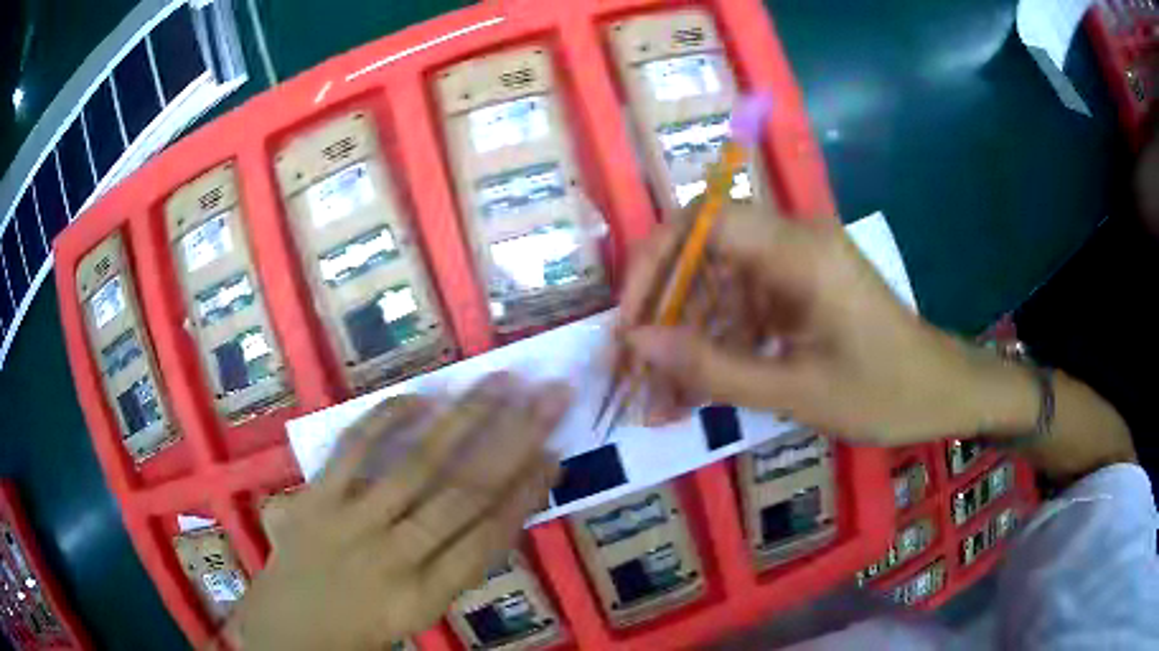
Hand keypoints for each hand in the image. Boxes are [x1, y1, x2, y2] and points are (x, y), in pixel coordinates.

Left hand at [224, 374, 569, 649]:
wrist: (290, 629)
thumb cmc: (362, 627)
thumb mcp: (422, 612)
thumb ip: (456, 566)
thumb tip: (497, 511)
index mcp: (429, 595)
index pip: (489, 538)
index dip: (526, 493)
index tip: (555, 453)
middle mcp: (398, 556)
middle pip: (465, 493)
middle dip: (514, 441)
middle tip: (549, 397)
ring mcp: (353, 523)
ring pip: (419, 467)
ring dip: (465, 421)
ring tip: (502, 382)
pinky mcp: (317, 499)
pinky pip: (352, 452)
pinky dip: (385, 421)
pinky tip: (420, 396)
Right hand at [620, 204, 1033, 444]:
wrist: (945, 392)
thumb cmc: (884, 393)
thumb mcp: (796, 392)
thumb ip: (714, 368)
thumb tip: (638, 344)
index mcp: (800, 250)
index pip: (703, 223)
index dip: (654, 263)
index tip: (631, 322)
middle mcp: (796, 239)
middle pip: (705, 251)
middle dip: (665, 308)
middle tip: (639, 366)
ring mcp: (800, 262)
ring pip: (722, 282)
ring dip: (689, 334)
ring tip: (663, 396)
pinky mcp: (804, 286)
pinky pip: (747, 303)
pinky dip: (720, 341)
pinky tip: (701, 388)